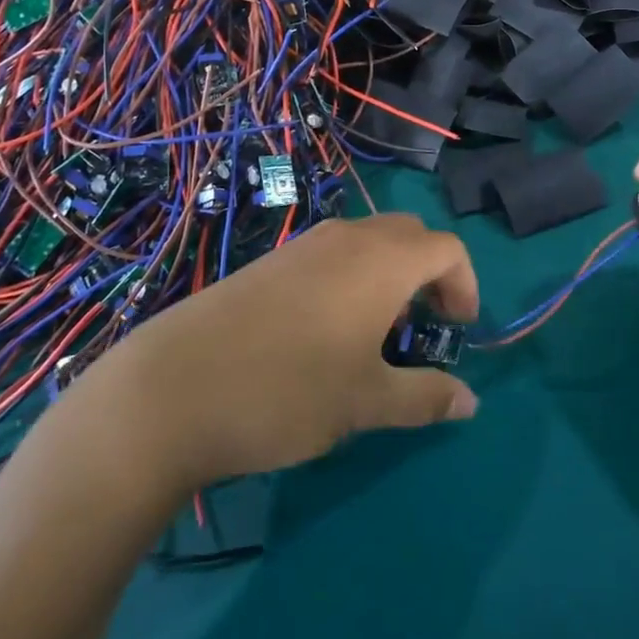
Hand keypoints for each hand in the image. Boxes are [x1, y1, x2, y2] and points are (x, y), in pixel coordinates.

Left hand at [77, 215, 479, 491]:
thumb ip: (425, 398)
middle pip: (410, 235)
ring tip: (377, 334)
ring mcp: (303, 246)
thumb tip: (469, 401)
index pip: (447, 248)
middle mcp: (347, 239)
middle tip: (424, 327)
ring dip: (390, 275)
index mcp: (382, 261)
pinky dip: (352, 278)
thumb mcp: (365, 403)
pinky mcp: (270, 262)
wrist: (170, 390)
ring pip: (368, 242)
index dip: (465, 285)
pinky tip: (326, 332)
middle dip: (430, 275)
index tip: (458, 332)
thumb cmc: (286, 392)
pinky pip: (332, 254)